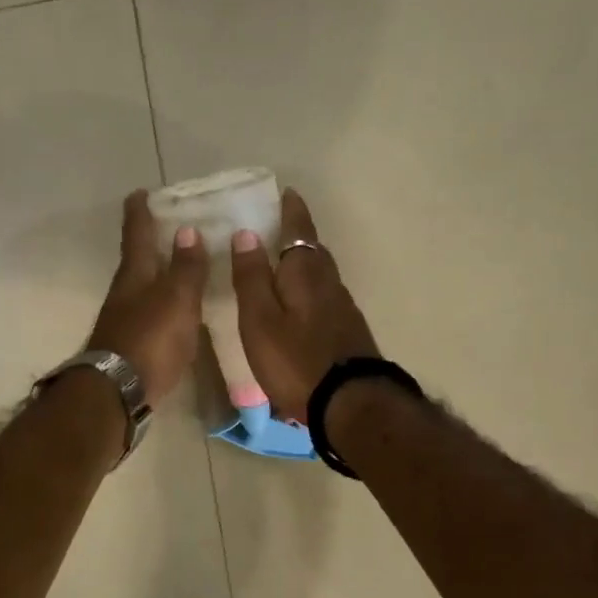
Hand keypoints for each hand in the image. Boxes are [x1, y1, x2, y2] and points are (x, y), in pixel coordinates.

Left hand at [87, 190, 207, 407]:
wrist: (118, 392)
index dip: (139, 212)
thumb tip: (187, 231)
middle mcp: (125, 293)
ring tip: (181, 265)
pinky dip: (163, 302)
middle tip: (170, 226)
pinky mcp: (132, 344)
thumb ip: (185, 268)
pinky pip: (150, 312)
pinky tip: (177, 309)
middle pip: (138, 260)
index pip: (137, 234)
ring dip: (159, 273)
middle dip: (151, 242)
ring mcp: (125, 320)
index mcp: (135, 275)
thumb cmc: (150, 339)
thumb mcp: (176, 299)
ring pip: (143, 287)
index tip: (140, 192)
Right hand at [230, 189, 378, 420]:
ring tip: (284, 265)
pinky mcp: (349, 334)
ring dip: (305, 265)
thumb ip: (252, 277)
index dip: (291, 211)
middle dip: (298, 236)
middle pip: (314, 252)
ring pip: (321, 276)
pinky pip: (326, 299)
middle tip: (279, 227)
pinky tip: (301, 306)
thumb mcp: (260, 320)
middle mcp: (329, 285)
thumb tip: (247, 234)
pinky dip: (311, 291)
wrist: (351, 404)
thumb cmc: (296, 360)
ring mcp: (343, 310)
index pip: (299, 231)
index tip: (286, 192)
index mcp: (305, 274)